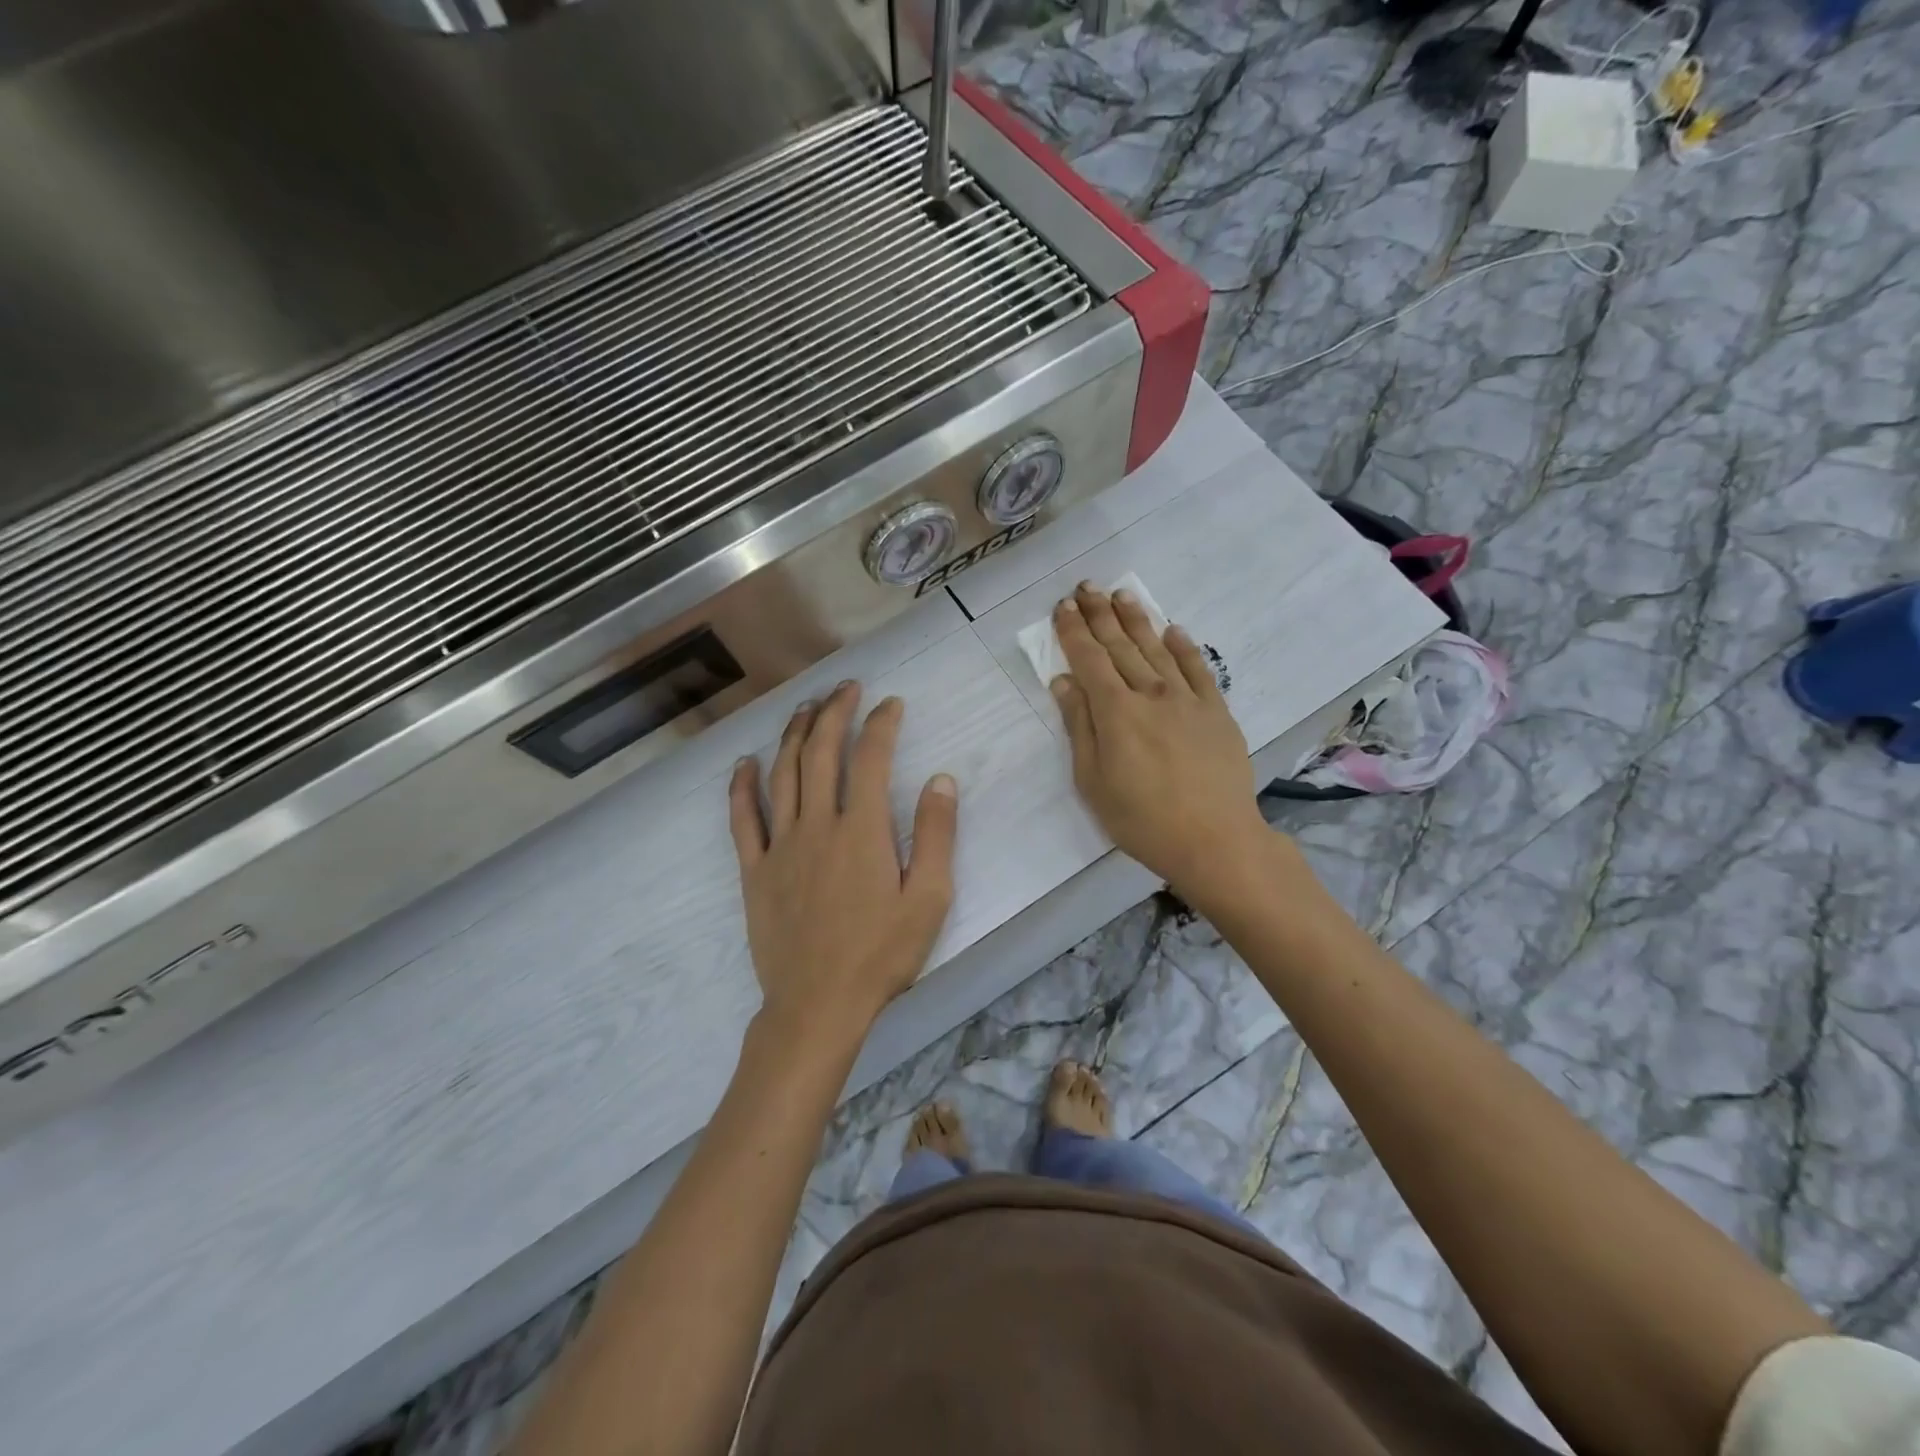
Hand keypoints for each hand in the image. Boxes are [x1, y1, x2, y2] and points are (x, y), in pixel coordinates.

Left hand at [728, 681, 957, 1051]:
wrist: (818, 1005)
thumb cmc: (881, 955)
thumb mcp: (930, 899)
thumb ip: (936, 836)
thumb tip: (940, 780)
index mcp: (862, 830)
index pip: (870, 759)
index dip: (880, 724)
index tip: (890, 704)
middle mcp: (817, 825)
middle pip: (821, 753)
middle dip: (834, 713)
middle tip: (845, 688)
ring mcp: (780, 846)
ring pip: (783, 775)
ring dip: (794, 735)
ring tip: (804, 707)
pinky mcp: (755, 870)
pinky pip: (743, 819)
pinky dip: (742, 786)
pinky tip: (744, 763)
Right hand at [1049, 583, 1270, 891]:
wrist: (1214, 840)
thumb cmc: (1142, 819)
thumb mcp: (1094, 781)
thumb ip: (1080, 727)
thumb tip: (1064, 682)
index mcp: (1116, 712)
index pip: (1089, 660)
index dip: (1074, 631)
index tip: (1063, 607)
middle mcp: (1150, 694)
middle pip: (1121, 646)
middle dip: (1100, 615)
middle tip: (1087, 586)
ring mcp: (1188, 700)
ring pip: (1157, 649)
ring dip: (1137, 620)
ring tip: (1122, 595)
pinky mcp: (1217, 711)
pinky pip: (1199, 670)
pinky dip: (1184, 647)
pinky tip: (1174, 630)